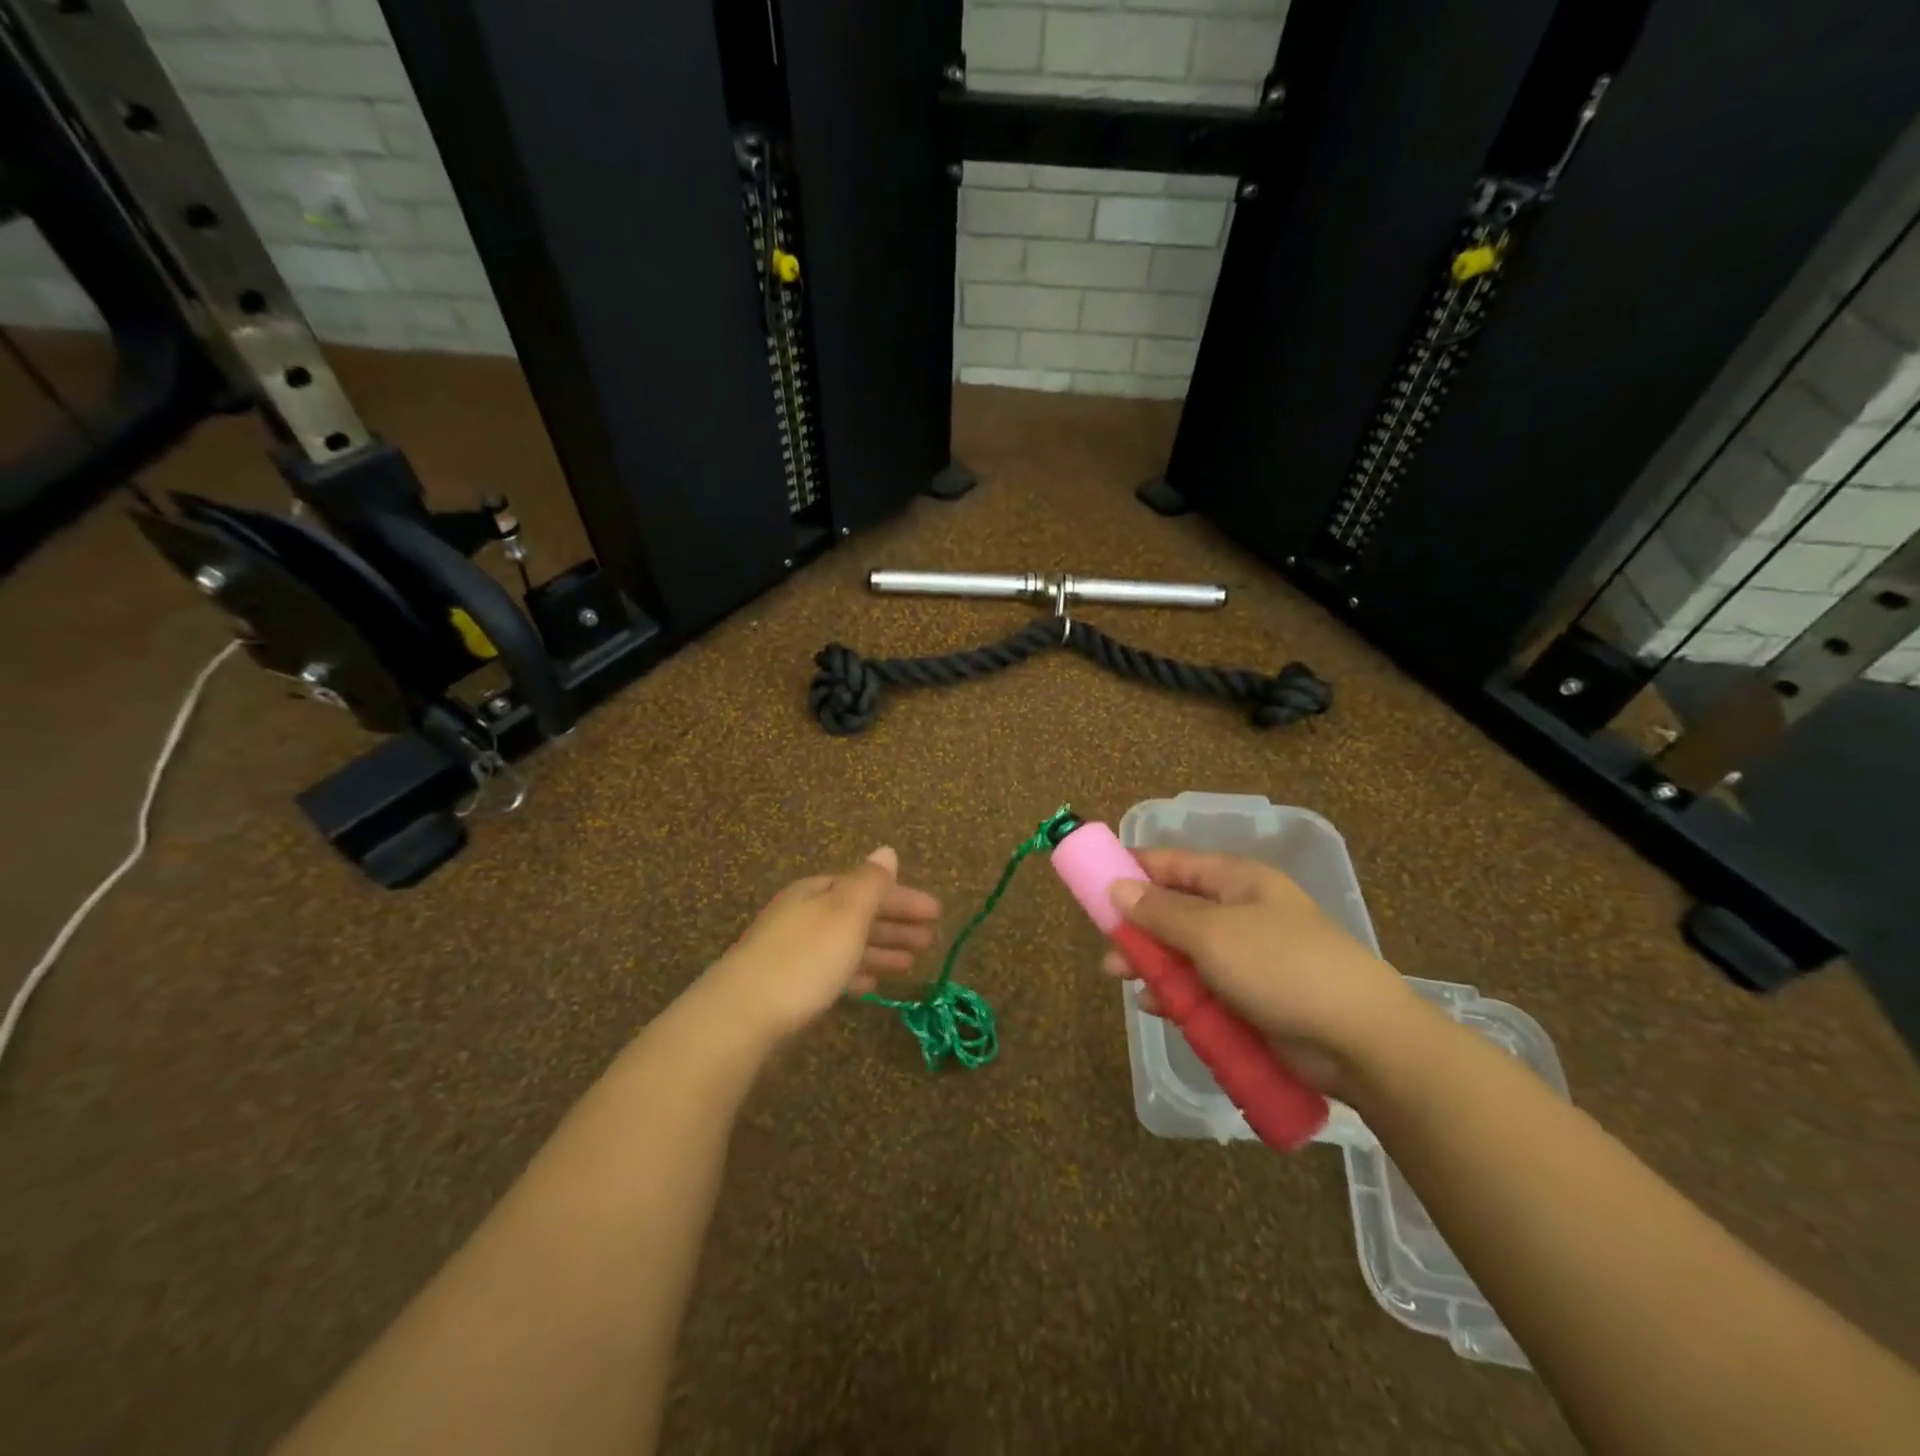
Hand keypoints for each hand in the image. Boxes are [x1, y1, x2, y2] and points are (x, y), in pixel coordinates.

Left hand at [704, 847, 940, 1044]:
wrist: (741, 1015)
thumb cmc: (804, 958)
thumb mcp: (845, 914)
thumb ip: (870, 883)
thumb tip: (886, 851)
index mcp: (817, 892)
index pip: (869, 887)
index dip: (904, 898)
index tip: (937, 912)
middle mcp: (804, 914)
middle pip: (858, 914)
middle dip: (895, 924)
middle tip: (930, 940)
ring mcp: (793, 950)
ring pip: (846, 944)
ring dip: (880, 950)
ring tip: (911, 964)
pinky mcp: (786, 986)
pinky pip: (831, 971)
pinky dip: (855, 973)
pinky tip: (872, 987)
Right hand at [1102, 850, 1416, 1095]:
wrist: (1360, 1040)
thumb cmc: (1282, 967)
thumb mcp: (1213, 933)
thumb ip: (1160, 912)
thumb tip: (1117, 886)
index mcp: (1238, 882)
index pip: (1175, 864)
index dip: (1135, 868)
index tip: (1096, 880)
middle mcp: (1241, 913)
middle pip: (1176, 910)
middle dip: (1139, 926)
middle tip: (1106, 943)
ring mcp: (1248, 958)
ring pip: (1185, 953)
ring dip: (1152, 963)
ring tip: (1119, 977)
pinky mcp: (1252, 999)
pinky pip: (1202, 988)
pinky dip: (1177, 995)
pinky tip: (1154, 1006)